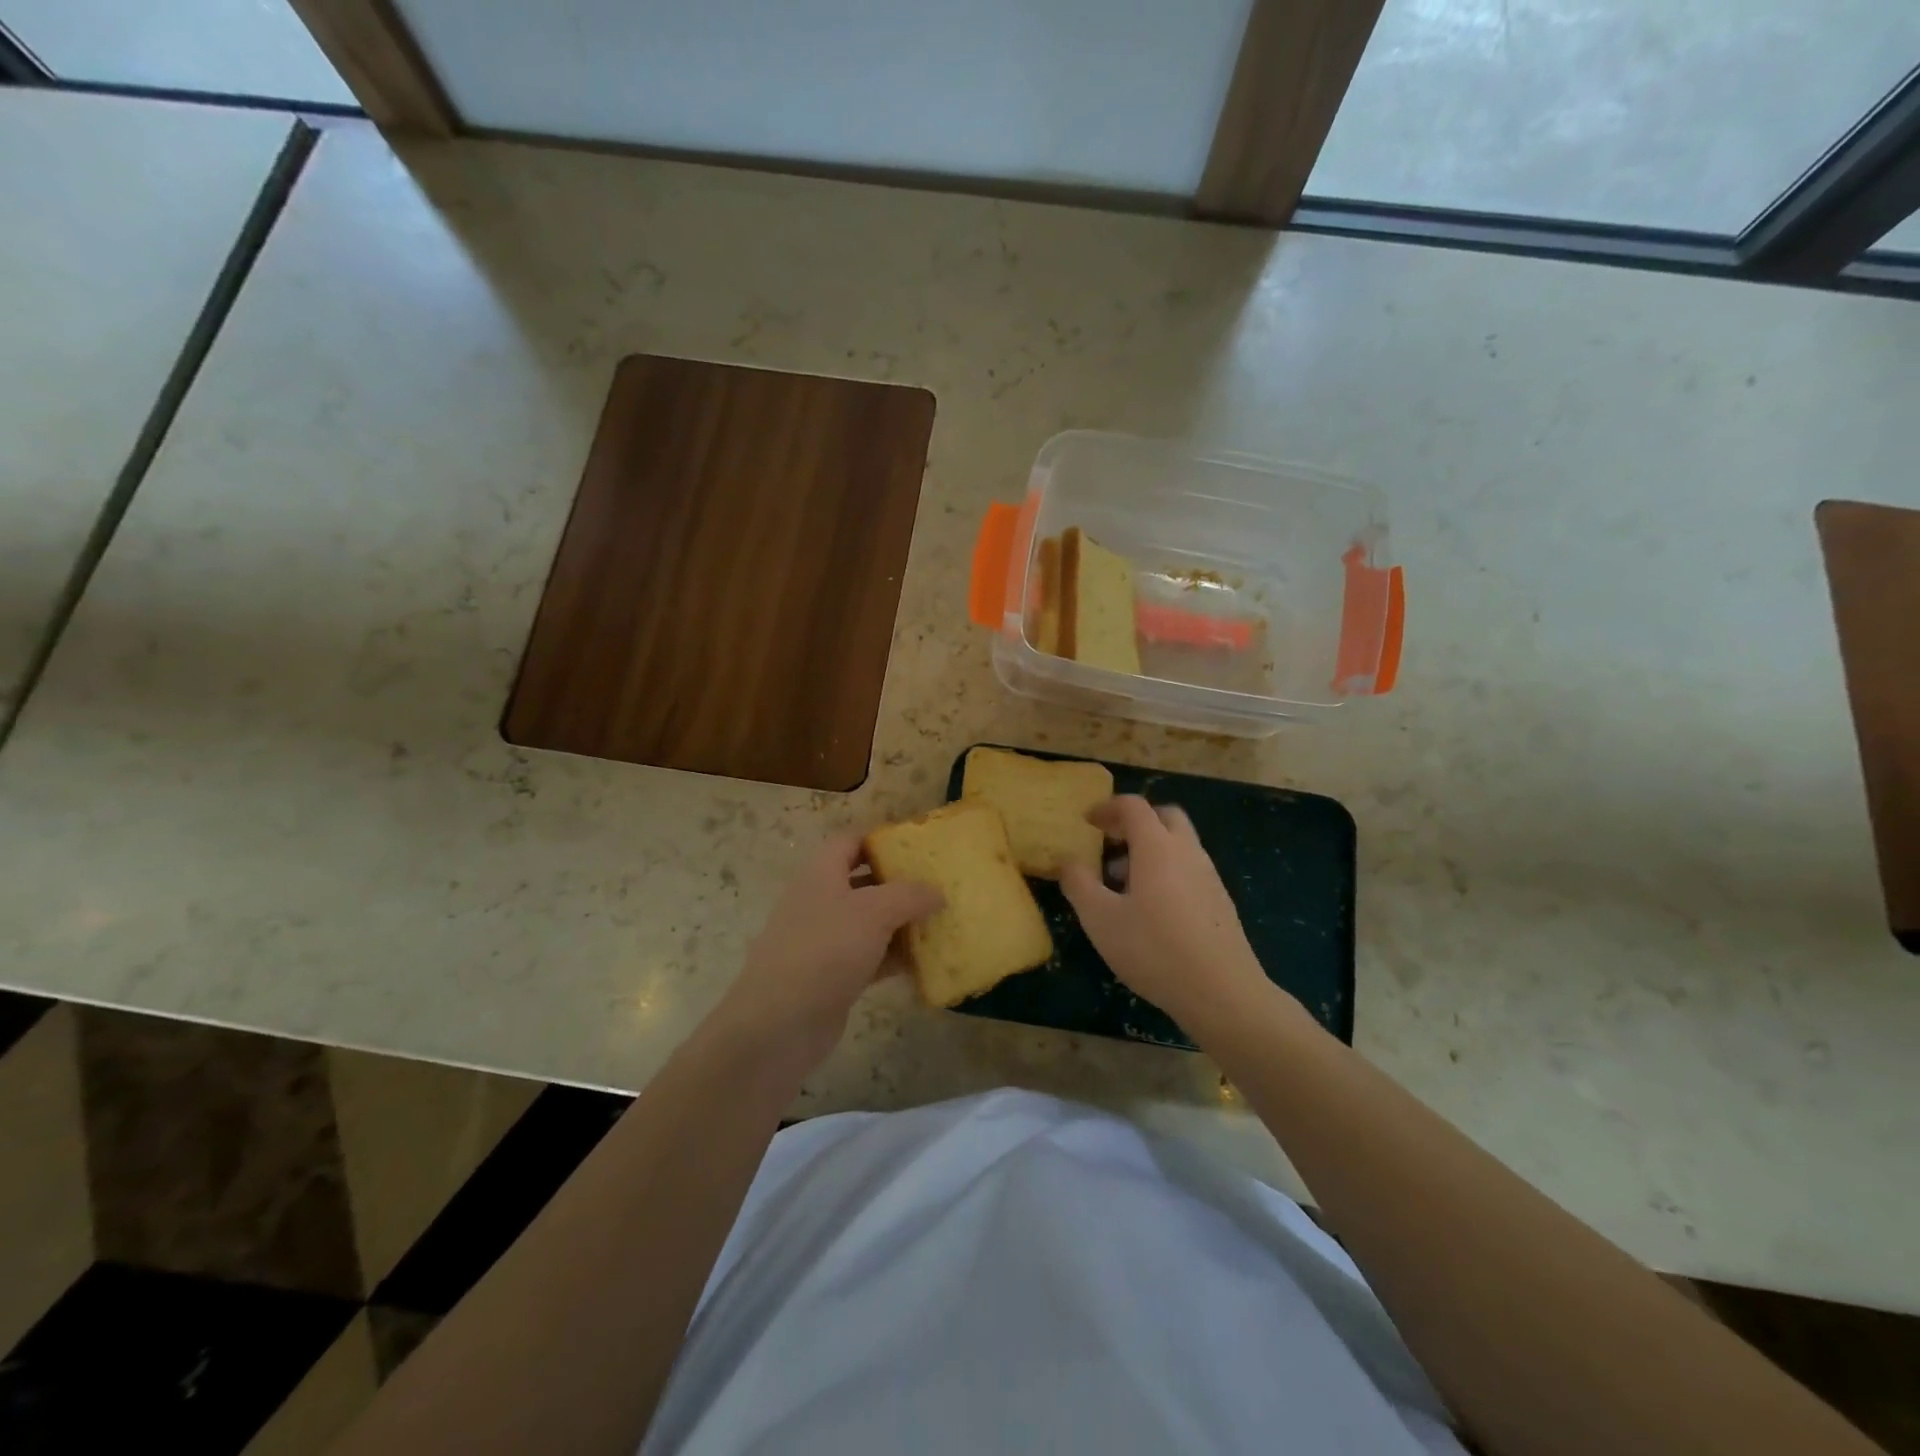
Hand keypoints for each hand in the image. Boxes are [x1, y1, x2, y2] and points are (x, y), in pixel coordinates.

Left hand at [710, 833, 941, 1080]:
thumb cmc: (825, 950)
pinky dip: (895, 958)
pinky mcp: (833, 977)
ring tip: (941, 921)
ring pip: (870, 922)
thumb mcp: (874, 911)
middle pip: (864, 882)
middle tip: (938, 885)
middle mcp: (820, 901)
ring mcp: (825, 941)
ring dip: (902, 923)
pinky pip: (871, 958)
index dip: (880, 839)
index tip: (917, 847)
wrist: (779, 1024)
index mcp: (821, 874)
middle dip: (899, 883)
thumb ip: (909, 895)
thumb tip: (937, 892)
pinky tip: (926, 961)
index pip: (850, 842)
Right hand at [1061, 796, 1273, 1033]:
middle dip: (1135, 821)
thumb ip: (1079, 883)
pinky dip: (1167, 871)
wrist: (1222, 993)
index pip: (1134, 806)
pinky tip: (1151, 910)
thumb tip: (1067, 861)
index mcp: (1157, 847)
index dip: (1107, 807)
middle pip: (1164, 817)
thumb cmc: (1154, 950)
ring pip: (1179, 844)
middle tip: (1110, 841)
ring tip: (1122, 882)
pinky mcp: (1220, 902)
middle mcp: (1187, 852)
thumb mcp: (1100, 919)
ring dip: (1150, 849)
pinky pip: (1189, 869)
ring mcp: (1209, 876)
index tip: (1087, 821)